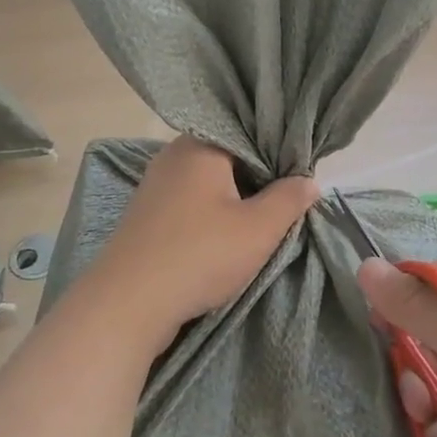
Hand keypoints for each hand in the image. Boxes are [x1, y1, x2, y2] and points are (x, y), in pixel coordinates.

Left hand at [79, 137, 317, 352]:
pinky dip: (210, 214)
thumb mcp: (258, 229)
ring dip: (234, 200)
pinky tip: (224, 237)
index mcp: (201, 145)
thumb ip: (289, 200)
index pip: (249, 132)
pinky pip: (189, 202)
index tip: (298, 176)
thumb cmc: (199, 255)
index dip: (278, 153)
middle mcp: (174, 155)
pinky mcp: (146, 214)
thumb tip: (309, 180)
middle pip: (228, 156)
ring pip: (209, 182)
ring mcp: (155, 185)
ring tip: (259, 222)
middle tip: (284, 202)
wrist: (127, 304)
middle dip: (257, 178)